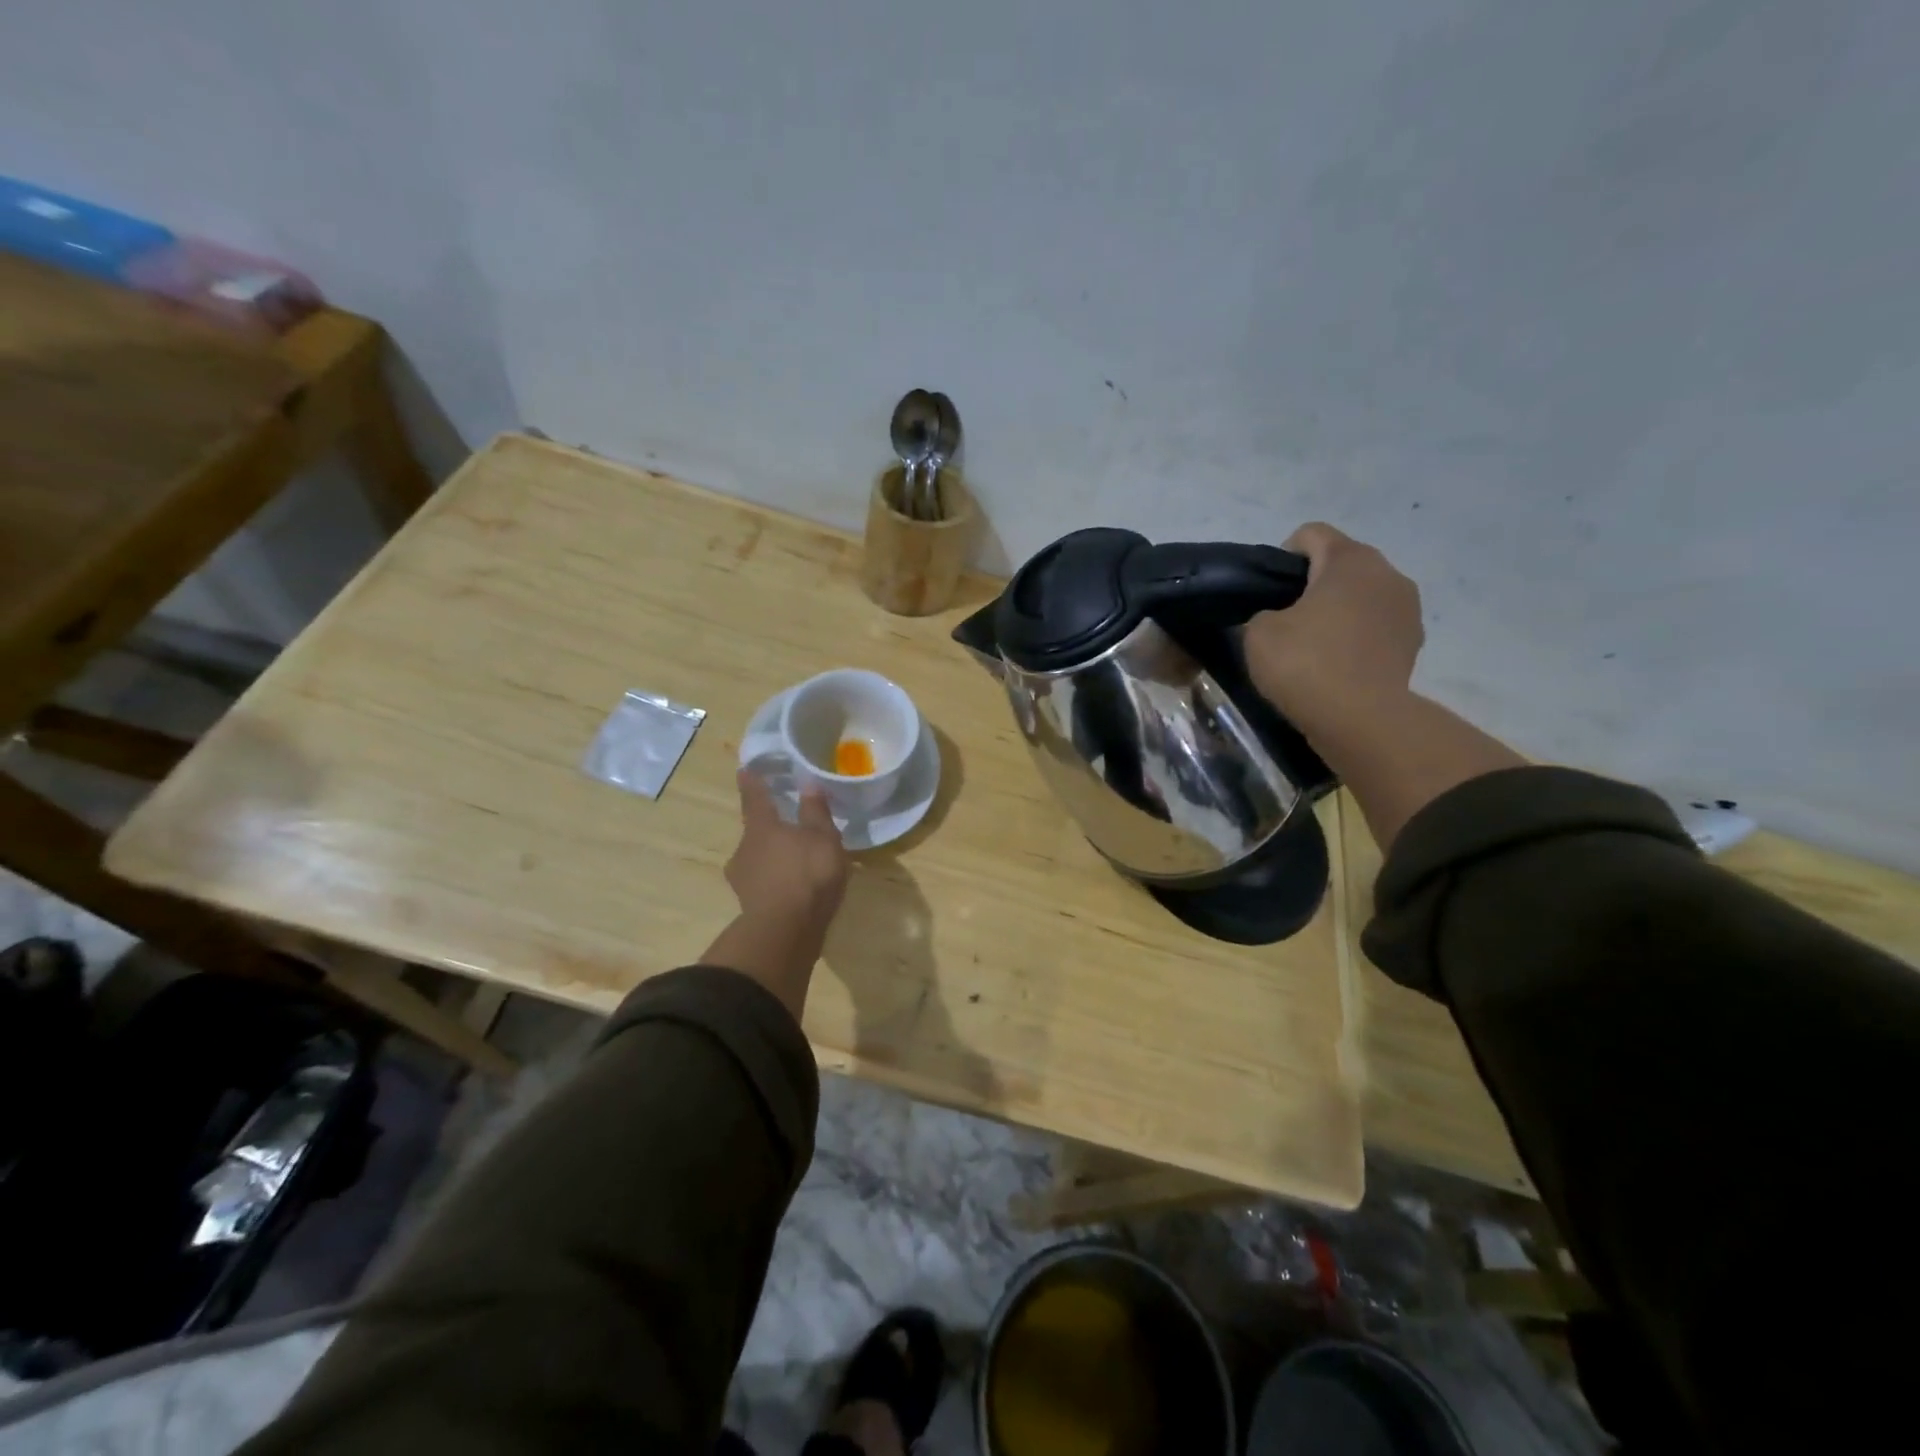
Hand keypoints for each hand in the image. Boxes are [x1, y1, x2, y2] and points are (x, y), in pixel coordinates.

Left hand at [725, 769, 850, 937]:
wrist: (786, 931)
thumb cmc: (806, 874)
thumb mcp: (822, 838)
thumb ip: (815, 811)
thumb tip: (808, 783)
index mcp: (761, 827)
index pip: (755, 797)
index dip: (752, 782)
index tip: (745, 770)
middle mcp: (745, 849)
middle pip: (755, 832)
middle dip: (769, 828)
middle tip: (788, 826)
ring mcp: (743, 880)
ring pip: (757, 860)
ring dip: (772, 858)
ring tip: (795, 862)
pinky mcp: (749, 905)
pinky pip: (764, 884)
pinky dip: (776, 882)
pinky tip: (793, 889)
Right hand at [1244, 523, 1423, 740]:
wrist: (1360, 720)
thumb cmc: (1305, 664)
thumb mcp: (1258, 633)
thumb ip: (1263, 613)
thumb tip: (1277, 618)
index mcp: (1350, 559)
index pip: (1310, 534)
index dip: (1282, 557)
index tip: (1268, 594)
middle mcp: (1387, 573)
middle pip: (1341, 563)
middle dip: (1313, 585)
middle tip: (1286, 621)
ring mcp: (1407, 608)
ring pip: (1362, 595)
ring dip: (1339, 610)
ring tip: (1314, 646)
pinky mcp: (1413, 642)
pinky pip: (1376, 625)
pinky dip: (1356, 637)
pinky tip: (1337, 665)